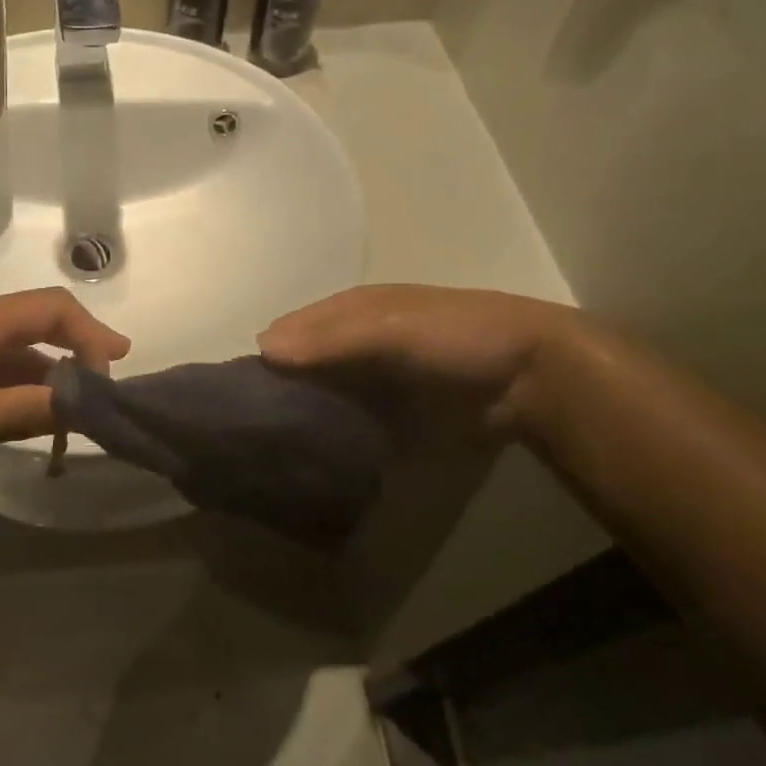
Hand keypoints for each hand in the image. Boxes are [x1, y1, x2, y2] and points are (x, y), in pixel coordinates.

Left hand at [0, 289, 128, 482]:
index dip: (92, 333)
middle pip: (36, 329)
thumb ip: (29, 410)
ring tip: (63, 425)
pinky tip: (15, 422)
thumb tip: (87, 401)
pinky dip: (12, 392)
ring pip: (10, 354)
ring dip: (42, 382)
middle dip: (74, 361)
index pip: (54, 309)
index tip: (117, 368)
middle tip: (97, 402)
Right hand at [258, 285, 576, 437]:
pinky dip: (327, 433)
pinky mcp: (390, 413)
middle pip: (301, 364)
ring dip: (299, 415)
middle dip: (277, 388)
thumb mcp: (391, 327)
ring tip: (268, 448)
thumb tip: (262, 349)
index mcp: (349, 310)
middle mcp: (353, 342)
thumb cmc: (455, 336)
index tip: (234, 391)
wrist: (531, 376)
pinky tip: (308, 455)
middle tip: (247, 427)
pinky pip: (346, 421)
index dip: (263, 355)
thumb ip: (332, 338)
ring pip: (320, 395)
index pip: (289, 330)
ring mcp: (372, 380)